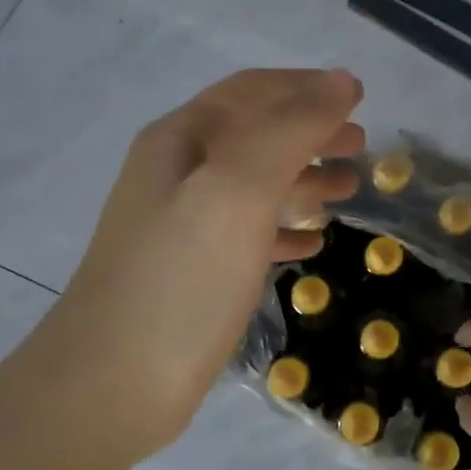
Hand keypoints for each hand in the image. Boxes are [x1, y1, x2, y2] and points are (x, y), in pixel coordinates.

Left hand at [30, 68, 364, 462]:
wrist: (110, 386)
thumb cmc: (181, 279)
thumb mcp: (238, 191)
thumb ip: (291, 131)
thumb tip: (340, 83)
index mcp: (181, 141)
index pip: (251, 92)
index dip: (306, 87)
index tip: (358, 97)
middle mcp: (177, 174)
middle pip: (255, 136)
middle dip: (310, 134)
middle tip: (360, 148)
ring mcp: (182, 226)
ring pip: (254, 186)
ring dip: (302, 181)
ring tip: (348, 191)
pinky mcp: (192, 274)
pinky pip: (247, 235)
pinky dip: (283, 229)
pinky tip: (312, 244)